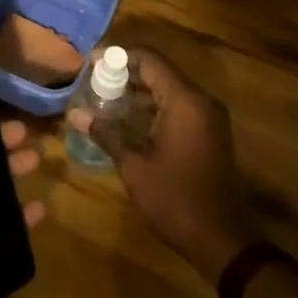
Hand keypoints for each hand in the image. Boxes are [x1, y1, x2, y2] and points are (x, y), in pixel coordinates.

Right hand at [69, 49, 256, 281]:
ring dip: (140, 89)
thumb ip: (106, 133)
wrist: (222, 240)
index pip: (150, 60)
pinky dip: (155, 104)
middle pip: (160, 71)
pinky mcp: (211, 133)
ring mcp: (210, 117)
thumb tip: (75, 114)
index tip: (92, 62)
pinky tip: (131, 117)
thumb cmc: (175, 199)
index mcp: (185, 102)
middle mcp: (201, 101)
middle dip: (126, 73)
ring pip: (170, 88)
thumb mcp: (134, 167)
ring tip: (106, 98)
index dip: (119, 56)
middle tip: (94, 80)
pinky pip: (180, 104)